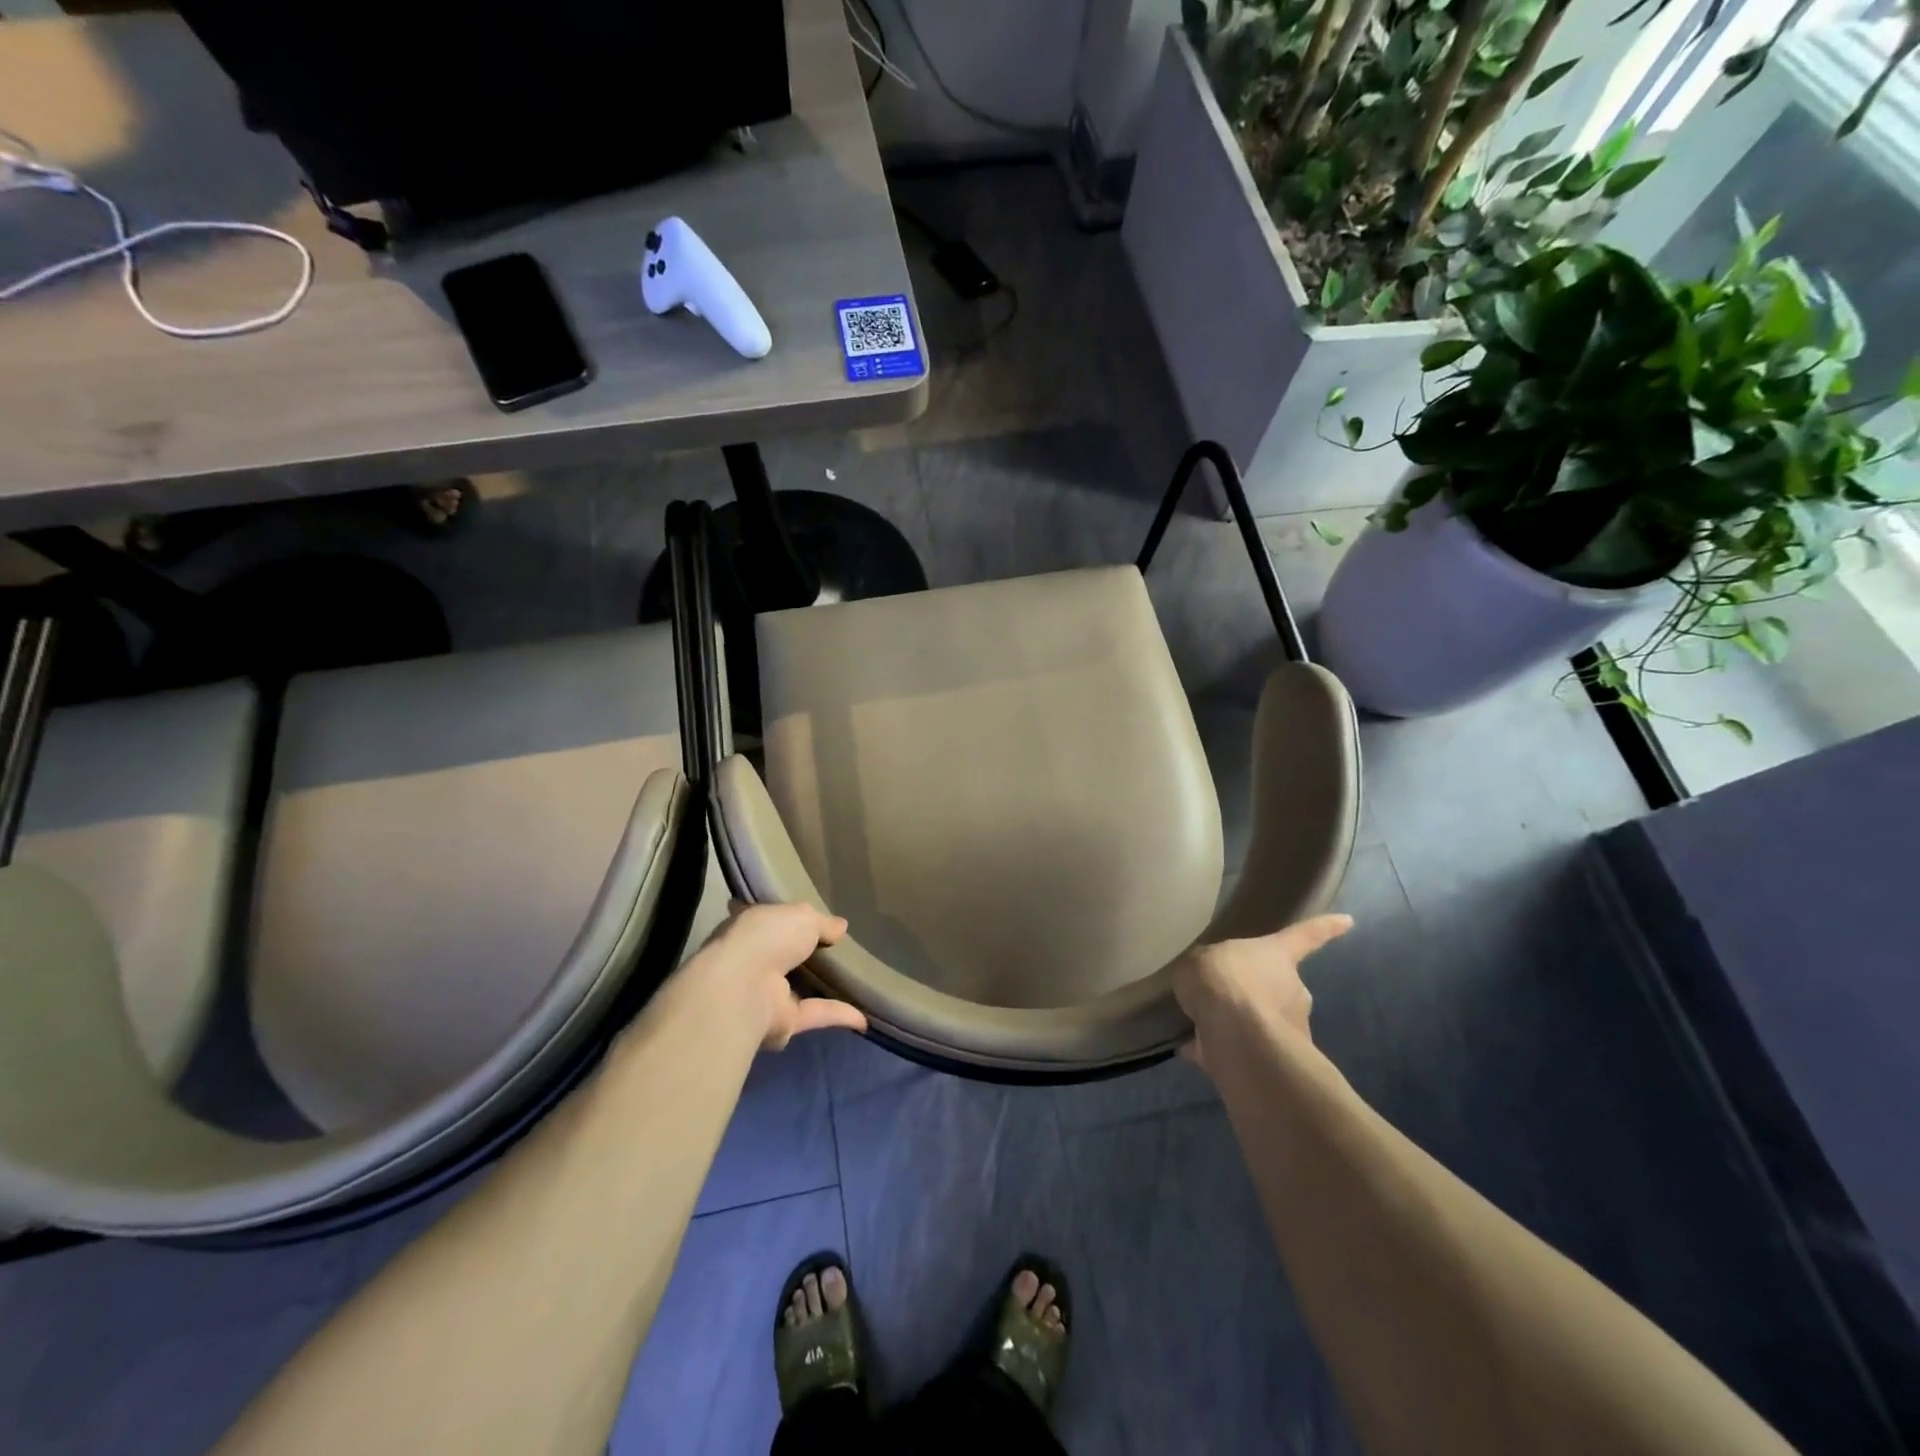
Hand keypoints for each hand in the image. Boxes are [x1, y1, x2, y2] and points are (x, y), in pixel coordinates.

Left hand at [697, 902, 868, 1050]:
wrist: (745, 987)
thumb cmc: (767, 937)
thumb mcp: (803, 916)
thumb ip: (823, 922)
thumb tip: (841, 926)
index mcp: (750, 928)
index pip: (769, 920)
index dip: (787, 919)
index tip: (811, 919)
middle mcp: (753, 960)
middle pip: (784, 956)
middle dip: (807, 954)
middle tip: (841, 949)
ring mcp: (765, 993)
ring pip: (798, 989)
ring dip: (822, 987)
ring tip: (856, 980)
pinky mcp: (781, 1023)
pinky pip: (815, 1015)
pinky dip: (838, 1015)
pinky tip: (864, 1017)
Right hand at [1172, 915, 1351, 1073]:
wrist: (1234, 1035)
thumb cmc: (1222, 981)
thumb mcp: (1197, 960)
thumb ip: (1204, 968)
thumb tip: (1205, 981)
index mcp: (1277, 955)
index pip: (1305, 936)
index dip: (1325, 928)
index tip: (1349, 921)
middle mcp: (1293, 989)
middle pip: (1279, 985)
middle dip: (1257, 992)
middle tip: (1224, 994)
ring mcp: (1291, 1028)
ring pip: (1265, 1021)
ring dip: (1241, 1023)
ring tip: (1204, 1023)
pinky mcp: (1279, 1062)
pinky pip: (1248, 1050)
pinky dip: (1227, 1050)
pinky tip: (1197, 1050)